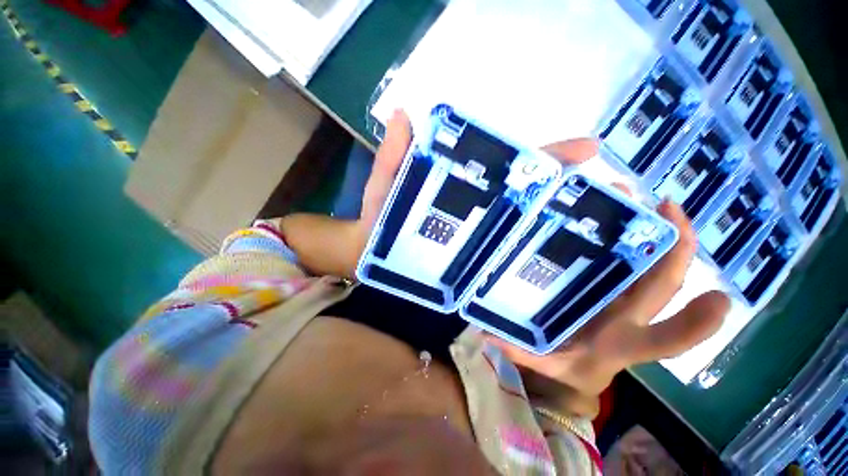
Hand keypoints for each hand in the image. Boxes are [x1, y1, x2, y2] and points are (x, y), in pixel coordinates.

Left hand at [278, 110, 598, 278]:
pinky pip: (512, 263)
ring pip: (529, 231)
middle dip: (573, 194)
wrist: (373, 264)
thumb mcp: (387, 189)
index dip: (548, 157)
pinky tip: (565, 266)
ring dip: (565, 228)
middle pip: (532, 200)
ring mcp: (481, 243)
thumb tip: (403, 115)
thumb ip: (393, 158)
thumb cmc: (379, 225)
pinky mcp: (478, 269)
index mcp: (465, 189)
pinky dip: (537, 261)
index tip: (589, 150)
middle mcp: (480, 214)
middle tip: (618, 195)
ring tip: (609, 230)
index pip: (513, 168)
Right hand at [485, 198, 727, 416]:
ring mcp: (623, 296)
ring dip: (650, 232)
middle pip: (666, 284)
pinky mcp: (609, 284)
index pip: (667, 338)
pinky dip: (624, 236)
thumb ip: (519, 353)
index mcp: (623, 340)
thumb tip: (488, 333)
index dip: (695, 323)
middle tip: (663, 205)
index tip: (718, 297)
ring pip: (651, 266)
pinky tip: (600, 211)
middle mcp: (632, 314)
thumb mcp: (544, 364)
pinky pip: (626, 260)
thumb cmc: (567, 366)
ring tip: (627, 196)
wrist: (575, 367)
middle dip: (675, 248)